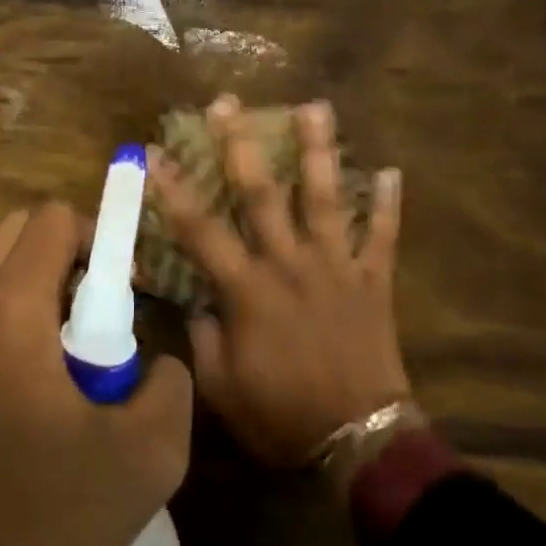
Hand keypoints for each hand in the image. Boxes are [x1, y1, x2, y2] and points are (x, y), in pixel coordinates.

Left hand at [0, 204, 193, 545]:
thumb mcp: (145, 460)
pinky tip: (16, 387)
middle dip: (63, 254)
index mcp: (9, 309)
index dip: (98, 237)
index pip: (52, 219)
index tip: (121, 289)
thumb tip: (158, 361)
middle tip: (94, 313)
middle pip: (16, 231)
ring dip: (30, 286)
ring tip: (59, 355)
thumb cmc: (44, 514)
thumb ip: (171, 388)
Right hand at [150, 96, 410, 468]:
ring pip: (325, 198)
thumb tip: (197, 302)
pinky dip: (387, 205)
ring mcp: (336, 267)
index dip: (172, 189)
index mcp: (248, 289)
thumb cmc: (283, 416)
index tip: (153, 151)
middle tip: (229, 102)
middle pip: (261, 193)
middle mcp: (290, 263)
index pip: (200, 229)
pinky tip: (393, 171)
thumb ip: (203, 338)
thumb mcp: (222, 389)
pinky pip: (381, 236)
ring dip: (319, 151)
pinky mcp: (373, 281)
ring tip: (316, 106)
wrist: (361, 443)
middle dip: (240, 144)